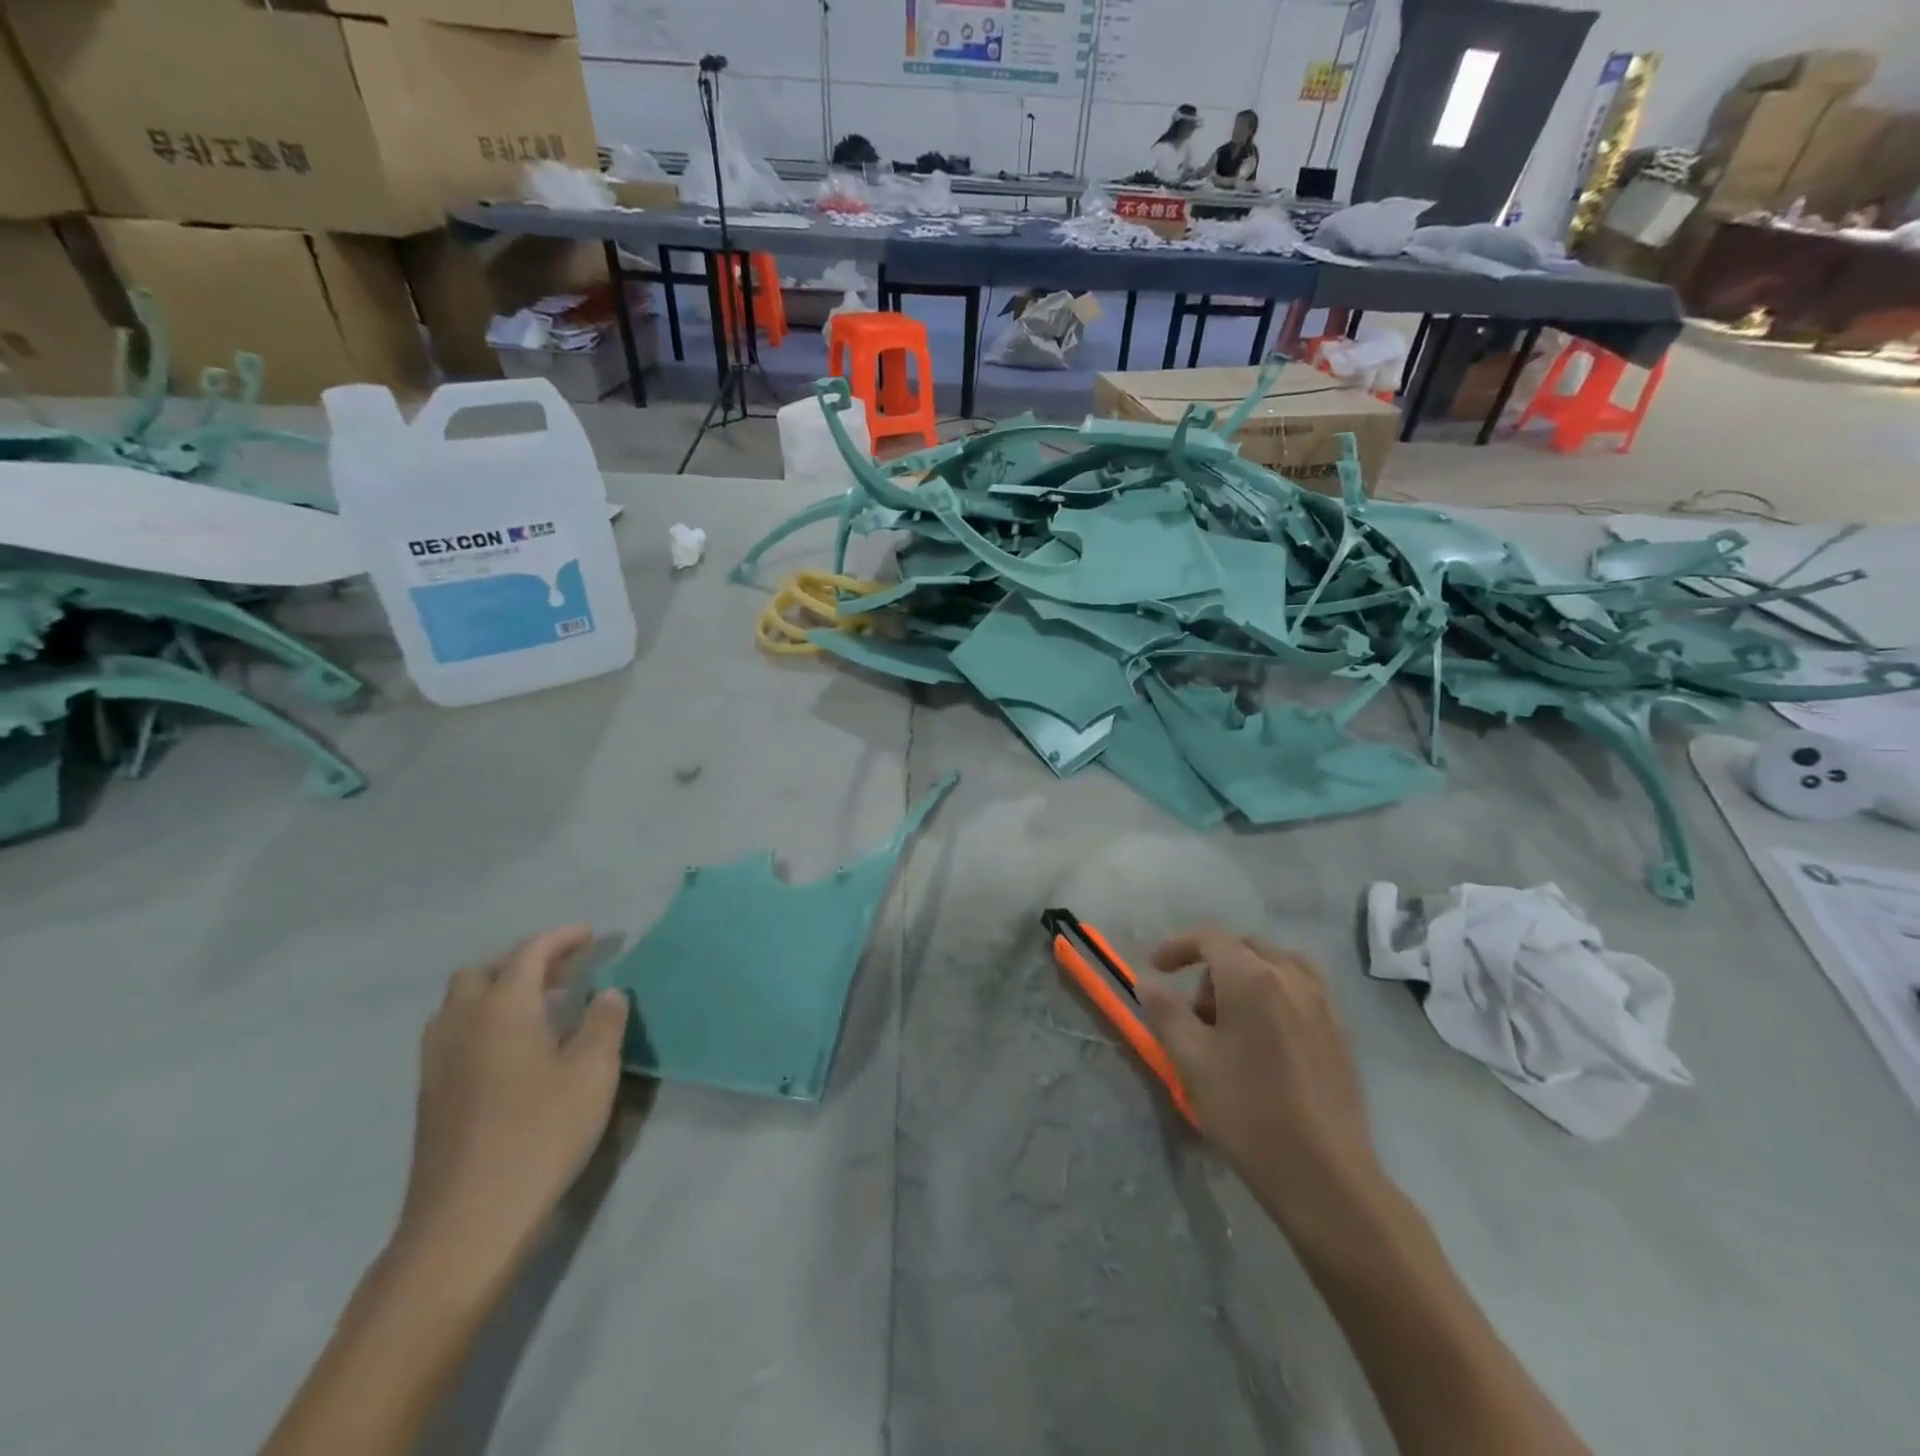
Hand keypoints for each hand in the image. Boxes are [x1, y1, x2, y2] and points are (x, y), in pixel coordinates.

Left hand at [393, 927, 629, 1290]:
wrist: (467, 1221)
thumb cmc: (539, 1134)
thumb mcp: (593, 1073)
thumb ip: (604, 1024)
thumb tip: (607, 993)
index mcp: (502, 1008)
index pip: (530, 952)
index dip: (562, 938)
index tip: (592, 935)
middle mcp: (461, 1024)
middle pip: (483, 972)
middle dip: (523, 961)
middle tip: (564, 973)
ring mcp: (437, 1061)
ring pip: (461, 1004)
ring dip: (498, 991)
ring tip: (540, 1007)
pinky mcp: (430, 1095)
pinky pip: (455, 1034)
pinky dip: (484, 1022)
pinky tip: (514, 1051)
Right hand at [1140, 927, 1384, 1232]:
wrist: (1325, 1176)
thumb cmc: (1248, 1111)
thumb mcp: (1191, 1059)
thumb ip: (1166, 1011)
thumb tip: (1148, 981)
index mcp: (1253, 978)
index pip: (1211, 938)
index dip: (1178, 946)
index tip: (1156, 967)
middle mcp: (1292, 978)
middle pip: (1245, 947)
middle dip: (1212, 966)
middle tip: (1195, 1010)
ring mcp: (1323, 1004)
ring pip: (1277, 965)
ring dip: (1246, 977)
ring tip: (1231, 1022)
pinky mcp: (1340, 1033)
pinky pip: (1301, 990)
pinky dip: (1274, 995)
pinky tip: (1264, 1041)